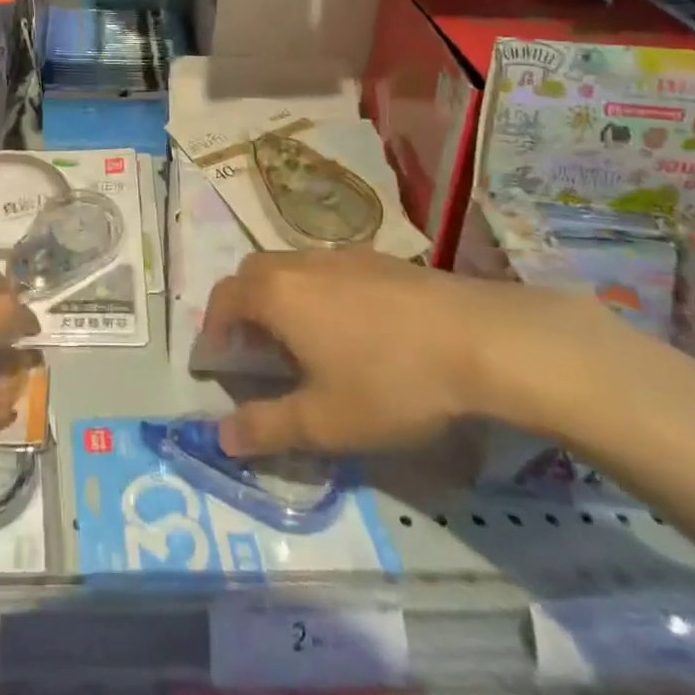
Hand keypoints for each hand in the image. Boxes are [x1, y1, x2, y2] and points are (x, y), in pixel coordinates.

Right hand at [201, 250, 606, 457]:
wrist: (482, 340)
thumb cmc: (391, 382)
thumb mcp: (325, 422)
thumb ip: (267, 428)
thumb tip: (222, 438)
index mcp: (277, 294)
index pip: (223, 299)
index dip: (212, 330)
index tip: (218, 362)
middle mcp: (301, 264)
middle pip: (254, 274)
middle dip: (243, 307)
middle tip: (257, 350)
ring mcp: (343, 256)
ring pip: (294, 269)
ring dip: (283, 298)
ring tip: (307, 342)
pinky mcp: (381, 260)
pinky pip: (331, 271)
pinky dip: (321, 294)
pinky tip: (356, 331)